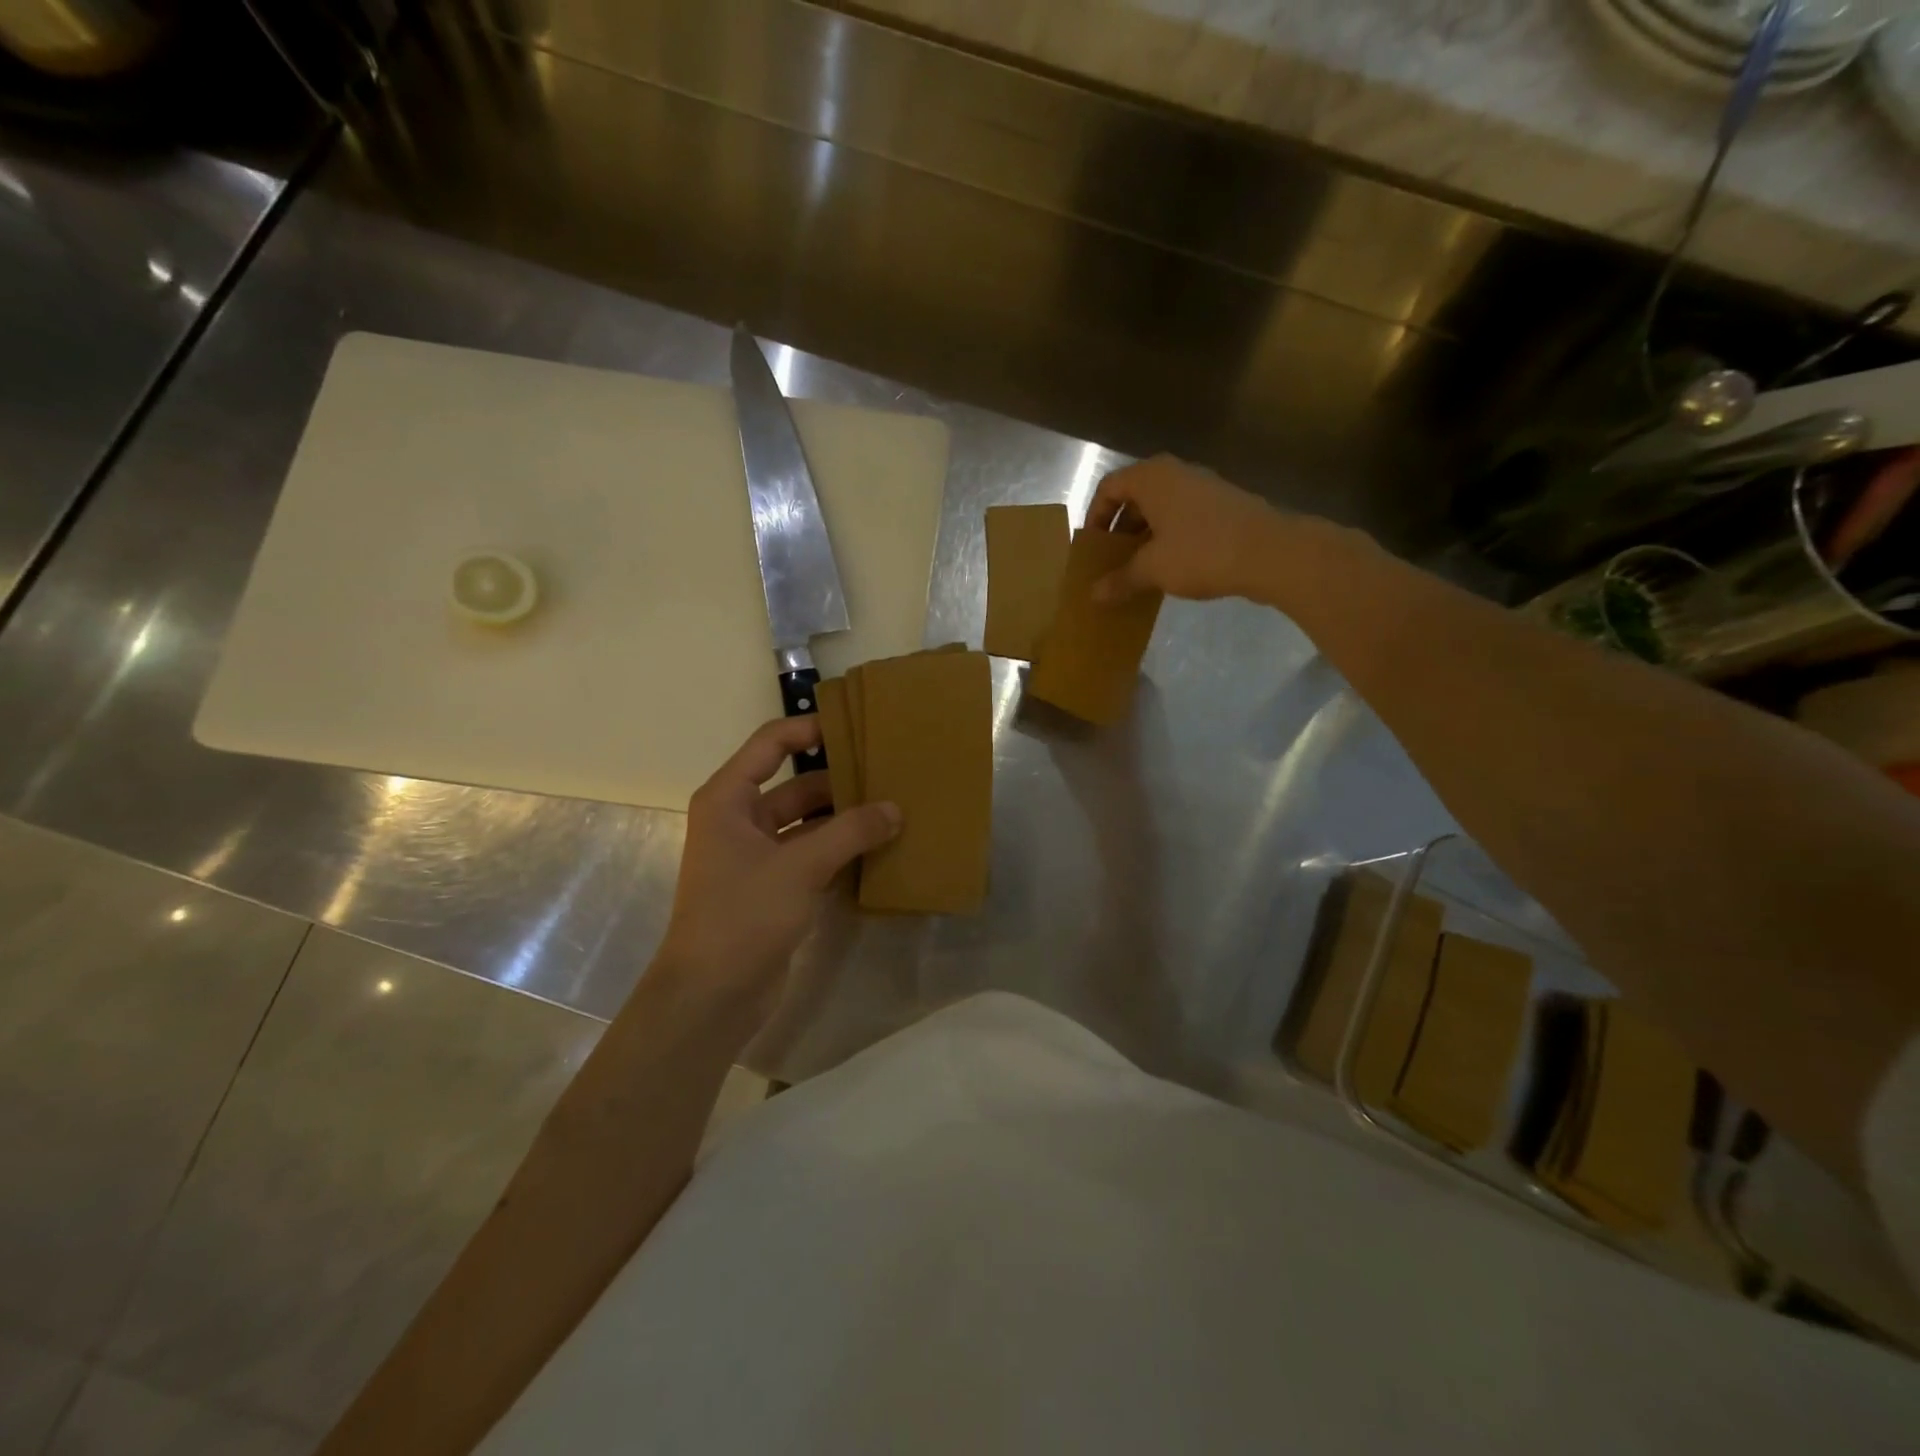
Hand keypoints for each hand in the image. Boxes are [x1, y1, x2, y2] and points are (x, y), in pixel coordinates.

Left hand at [656, 717, 899, 1022]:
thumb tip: (895, 809)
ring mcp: (757, 856)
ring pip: (808, 823)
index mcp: (729, 800)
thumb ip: (850, 832)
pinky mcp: (774, 887)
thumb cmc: (743, 915)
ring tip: (894, 809)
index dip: (809, 728)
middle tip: (889, 774)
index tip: (855, 726)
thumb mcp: (800, 867)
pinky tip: (879, 848)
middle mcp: (740, 820)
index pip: (770, 745)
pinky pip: (813, 855)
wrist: (711, 996)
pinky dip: (841, 850)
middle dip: (840, 782)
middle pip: (795, 785)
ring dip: (845, 819)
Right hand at [1087, 455, 1289, 603]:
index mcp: (1152, 477)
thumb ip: (1120, 580)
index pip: (1109, 488)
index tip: (1092, 548)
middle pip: (1135, 497)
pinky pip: (1183, 517)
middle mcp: (1175, 473)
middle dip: (1120, 530)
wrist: (1271, 552)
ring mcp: (1203, 486)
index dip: (1094, 517)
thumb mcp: (1152, 569)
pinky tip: (1171, 568)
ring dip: (1145, 536)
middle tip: (1112, 561)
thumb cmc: (1201, 552)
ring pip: (1161, 508)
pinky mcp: (1223, 505)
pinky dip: (1169, 538)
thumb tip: (1094, 595)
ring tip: (1139, 569)